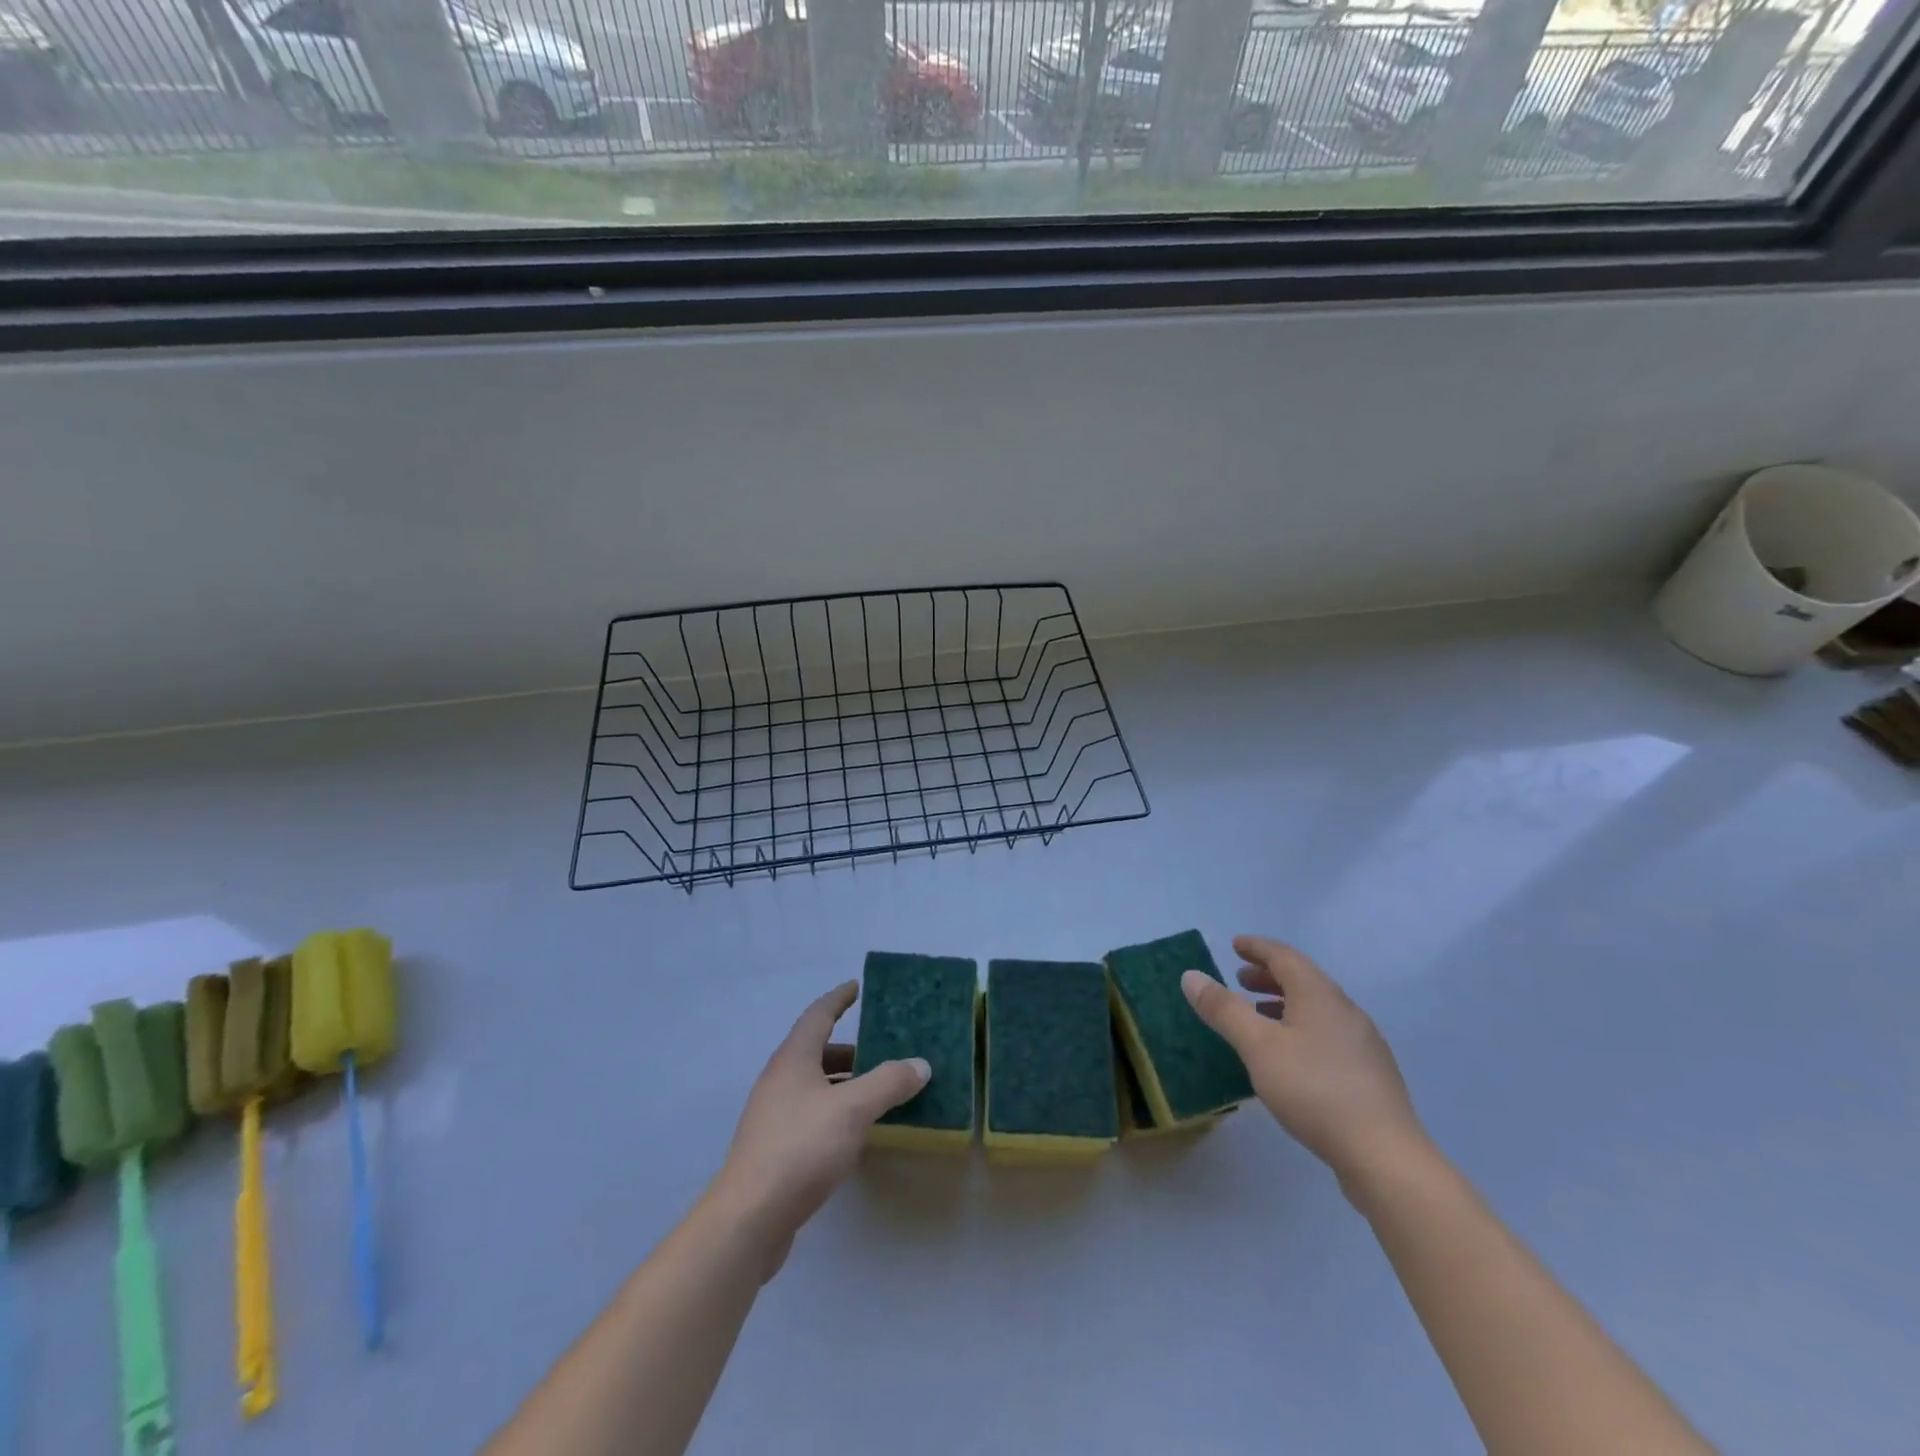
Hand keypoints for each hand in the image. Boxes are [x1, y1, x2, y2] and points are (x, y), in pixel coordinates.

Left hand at [707, 981, 928, 1276]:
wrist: (750, 1218)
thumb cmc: (801, 1148)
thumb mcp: (853, 1109)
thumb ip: (888, 1082)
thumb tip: (920, 1064)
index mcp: (793, 1059)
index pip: (818, 1015)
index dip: (838, 999)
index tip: (856, 987)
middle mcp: (779, 1080)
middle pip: (816, 1051)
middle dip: (849, 1048)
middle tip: (882, 1048)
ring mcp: (773, 1116)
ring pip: (814, 1085)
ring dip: (843, 1082)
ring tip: (877, 1090)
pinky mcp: (774, 1149)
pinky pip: (811, 1115)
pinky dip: (835, 1111)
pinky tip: (856, 1131)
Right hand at [1182, 936, 1428, 1195]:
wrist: (1383, 1154)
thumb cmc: (1313, 1089)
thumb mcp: (1258, 1046)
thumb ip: (1224, 1009)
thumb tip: (1191, 975)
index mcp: (1319, 995)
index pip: (1285, 956)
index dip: (1257, 947)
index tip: (1235, 944)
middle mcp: (1345, 1010)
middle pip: (1304, 980)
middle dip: (1269, 975)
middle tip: (1240, 979)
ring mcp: (1363, 1043)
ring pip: (1317, 1009)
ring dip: (1284, 1003)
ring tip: (1259, 1017)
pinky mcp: (1370, 1074)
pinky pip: (1328, 1034)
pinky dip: (1301, 1028)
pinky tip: (1290, 1057)